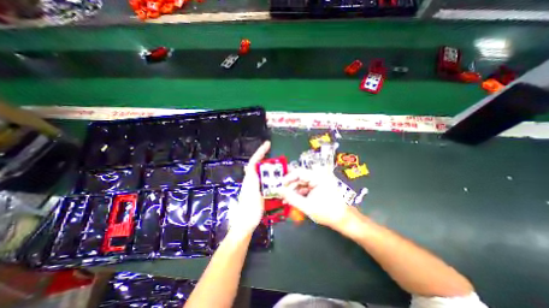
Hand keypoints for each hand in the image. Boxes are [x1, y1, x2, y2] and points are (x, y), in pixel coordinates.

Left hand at [226, 141, 269, 237]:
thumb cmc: (249, 211)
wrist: (246, 224)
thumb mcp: (252, 195)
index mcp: (250, 179)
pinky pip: (266, 182)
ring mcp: (255, 186)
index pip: (253, 162)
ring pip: (263, 174)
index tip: (267, 144)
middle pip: (258, 166)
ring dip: (271, 169)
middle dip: (266, 159)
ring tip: (281, 169)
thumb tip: (249, 168)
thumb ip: (251, 182)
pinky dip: (272, 179)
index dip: (260, 152)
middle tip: (278, 158)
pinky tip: (278, 181)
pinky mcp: (258, 192)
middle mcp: (251, 180)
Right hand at [281, 169, 353, 230]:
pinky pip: (305, 188)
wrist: (344, 219)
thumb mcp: (307, 206)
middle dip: (289, 187)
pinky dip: (298, 194)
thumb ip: (291, 198)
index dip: (287, 178)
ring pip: (301, 184)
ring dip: (293, 191)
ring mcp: (318, 182)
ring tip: (285, 200)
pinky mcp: (318, 188)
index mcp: (317, 177)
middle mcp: (317, 176)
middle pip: (299, 178)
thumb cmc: (327, 212)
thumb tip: (278, 190)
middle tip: (280, 195)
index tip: (279, 186)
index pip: (298, 172)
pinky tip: (292, 200)